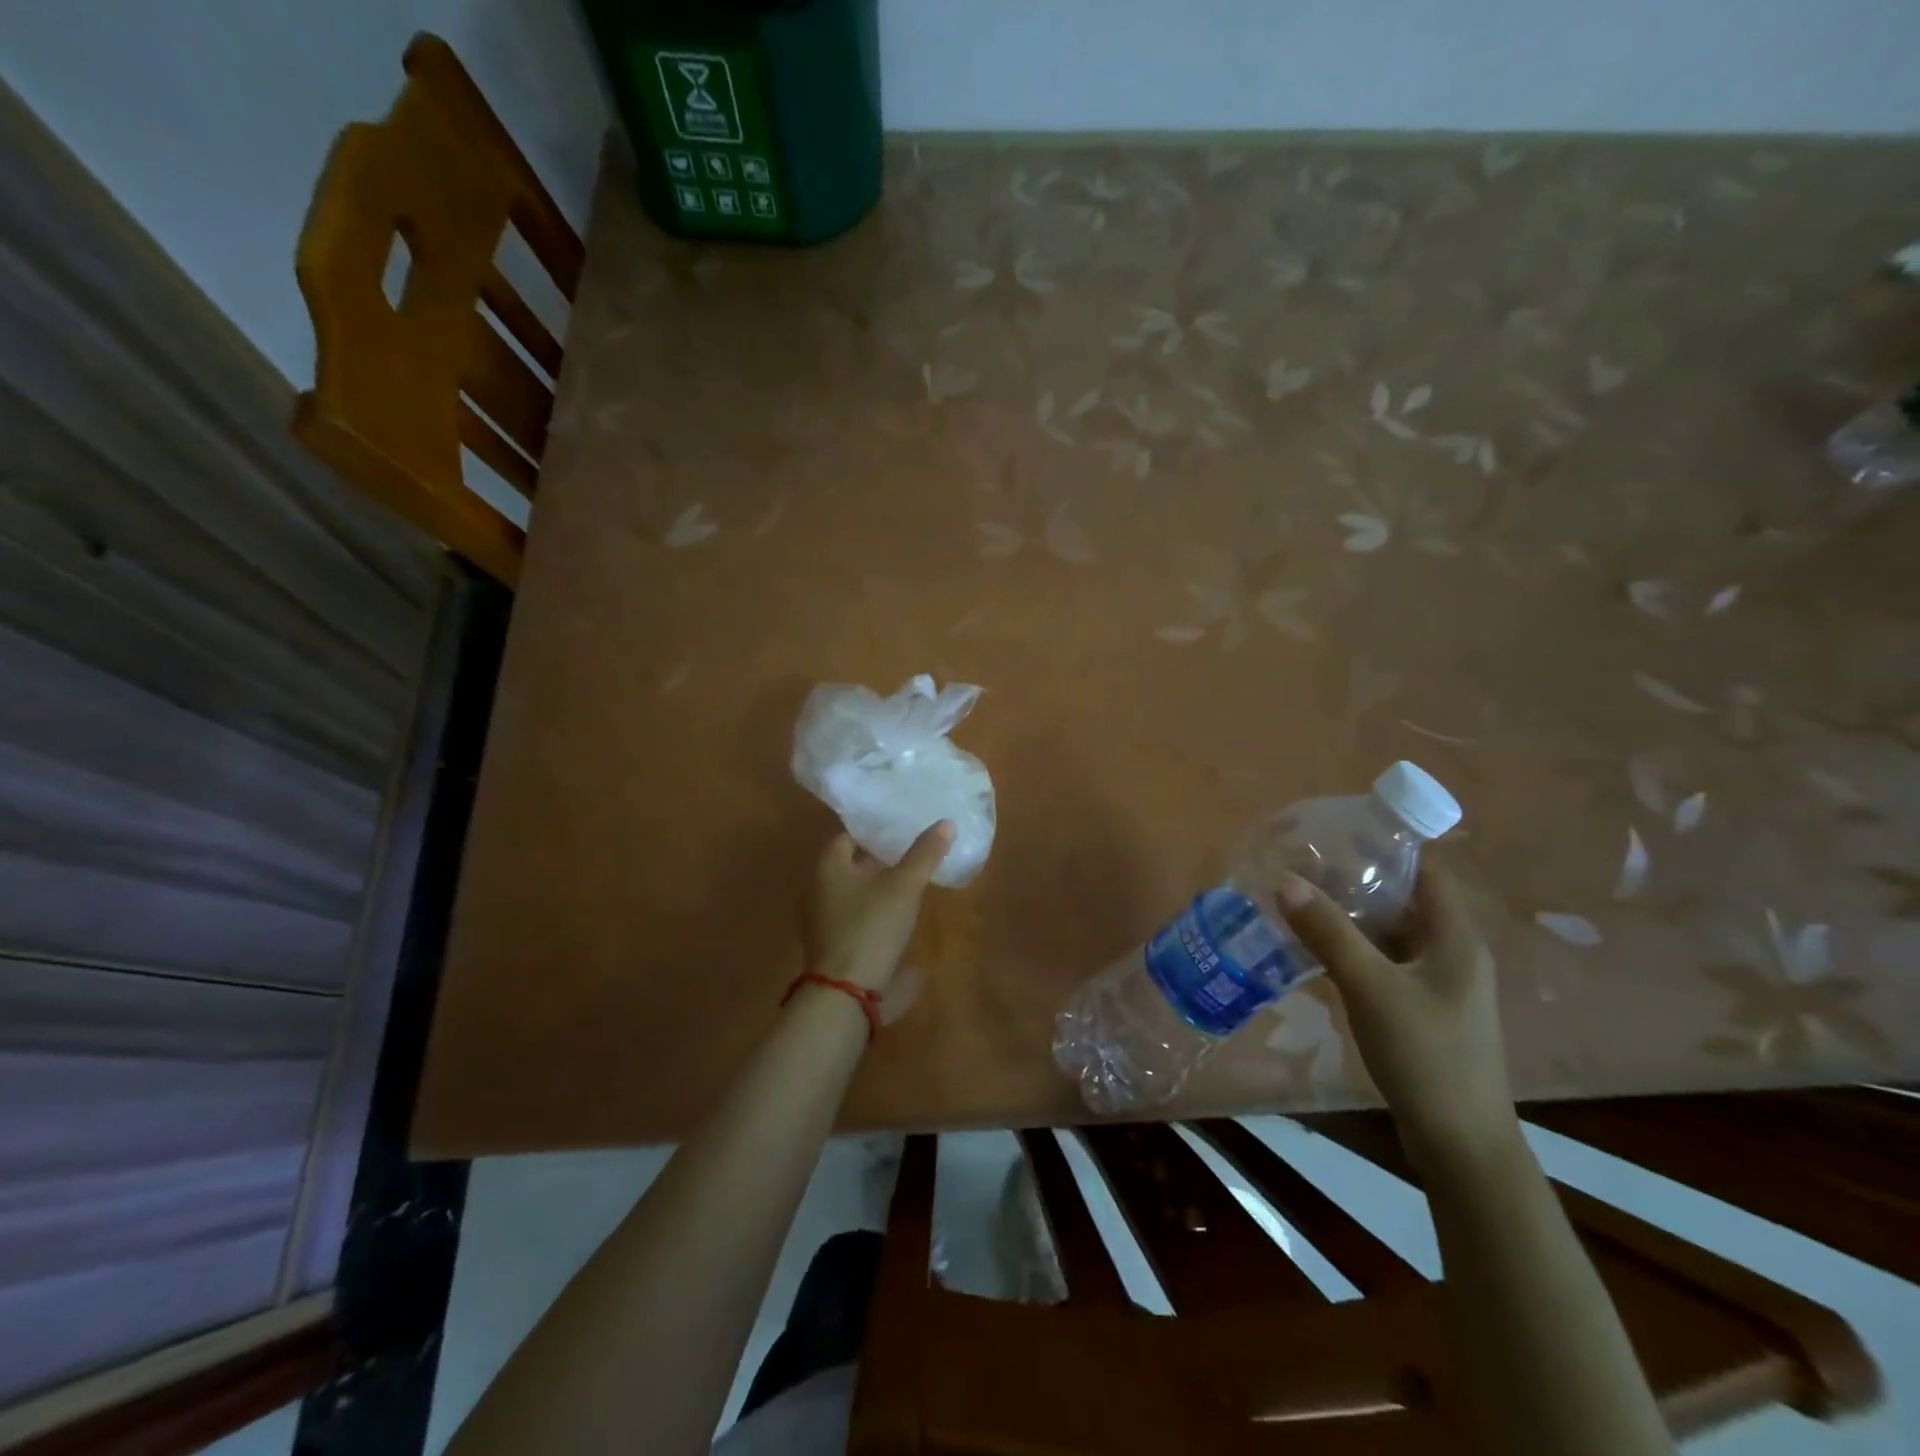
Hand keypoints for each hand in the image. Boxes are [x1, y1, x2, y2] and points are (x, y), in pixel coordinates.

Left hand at [802, 822, 953, 1000]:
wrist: (846, 993)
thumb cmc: (871, 928)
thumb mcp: (904, 887)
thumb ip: (925, 854)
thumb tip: (946, 823)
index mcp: (826, 867)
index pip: (849, 837)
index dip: (875, 832)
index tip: (902, 830)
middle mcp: (815, 889)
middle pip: (849, 865)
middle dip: (877, 860)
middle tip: (911, 854)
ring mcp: (819, 920)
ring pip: (851, 893)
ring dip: (875, 888)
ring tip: (909, 885)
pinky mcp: (829, 946)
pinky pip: (852, 918)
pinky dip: (871, 913)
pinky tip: (895, 919)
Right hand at [1277, 860, 1519, 1175]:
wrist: (1461, 1143)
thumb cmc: (1425, 1056)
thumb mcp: (1371, 988)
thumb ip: (1329, 933)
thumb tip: (1285, 880)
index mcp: (1455, 938)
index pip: (1425, 871)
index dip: (1387, 847)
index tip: (1337, 834)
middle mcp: (1453, 954)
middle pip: (1405, 901)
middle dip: (1358, 881)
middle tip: (1304, 866)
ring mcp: (1440, 985)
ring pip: (1393, 935)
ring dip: (1354, 918)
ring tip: (1302, 901)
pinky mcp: (1425, 1011)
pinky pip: (1387, 964)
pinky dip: (1356, 951)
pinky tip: (1318, 953)